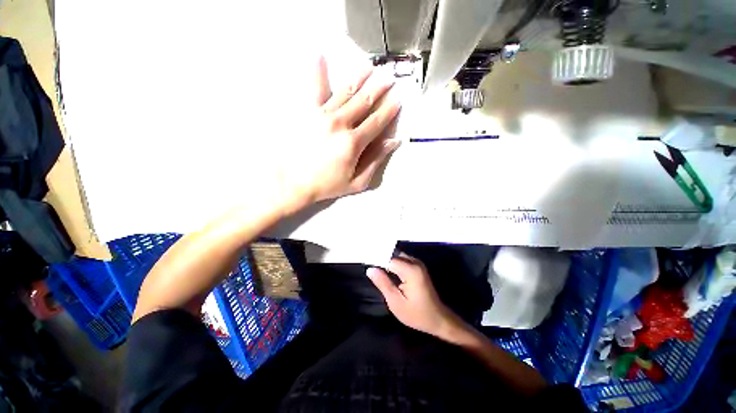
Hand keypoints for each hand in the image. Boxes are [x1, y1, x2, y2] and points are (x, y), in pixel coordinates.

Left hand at [280, 57, 401, 211]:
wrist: (293, 182)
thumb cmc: (327, 185)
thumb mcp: (357, 181)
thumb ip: (375, 160)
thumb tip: (393, 142)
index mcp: (354, 143)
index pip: (377, 122)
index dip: (389, 110)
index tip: (398, 99)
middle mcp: (340, 124)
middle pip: (364, 101)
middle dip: (379, 88)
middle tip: (389, 77)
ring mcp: (322, 115)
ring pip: (345, 92)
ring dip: (359, 78)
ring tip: (370, 67)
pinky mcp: (307, 113)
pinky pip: (315, 90)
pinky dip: (319, 72)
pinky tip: (320, 56)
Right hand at [366, 254, 462, 338]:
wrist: (438, 319)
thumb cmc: (416, 314)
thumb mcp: (395, 302)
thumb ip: (383, 283)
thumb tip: (370, 269)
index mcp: (410, 270)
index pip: (388, 258)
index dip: (376, 259)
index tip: (364, 261)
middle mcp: (415, 262)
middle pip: (393, 254)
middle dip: (381, 258)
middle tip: (368, 264)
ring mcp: (418, 264)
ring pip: (397, 256)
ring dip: (386, 260)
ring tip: (374, 265)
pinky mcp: (418, 267)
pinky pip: (402, 260)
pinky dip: (393, 263)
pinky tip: (385, 269)